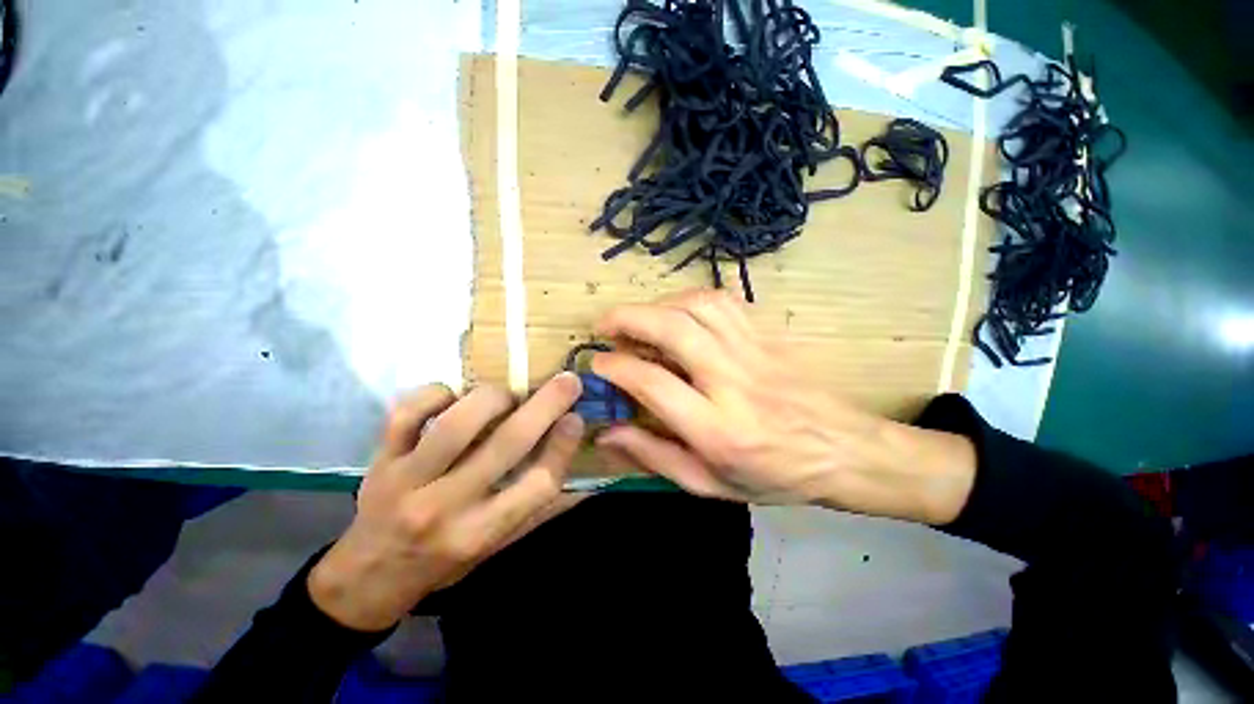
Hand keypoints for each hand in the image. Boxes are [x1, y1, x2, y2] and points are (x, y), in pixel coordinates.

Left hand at [308, 375, 585, 630]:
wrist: (369, 577)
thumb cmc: (444, 563)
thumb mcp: (497, 547)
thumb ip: (541, 511)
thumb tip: (587, 480)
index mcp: (481, 531)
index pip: (537, 484)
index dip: (563, 447)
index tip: (576, 419)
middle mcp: (446, 507)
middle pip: (507, 445)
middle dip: (545, 406)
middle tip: (568, 381)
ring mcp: (407, 481)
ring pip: (456, 424)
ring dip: (492, 398)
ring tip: (507, 395)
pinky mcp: (381, 460)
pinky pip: (406, 414)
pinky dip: (434, 393)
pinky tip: (452, 395)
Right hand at [591, 290, 974, 523]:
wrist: (843, 452)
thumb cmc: (772, 476)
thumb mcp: (707, 483)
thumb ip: (653, 455)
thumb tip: (607, 433)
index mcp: (717, 428)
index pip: (653, 383)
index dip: (617, 368)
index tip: (598, 364)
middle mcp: (733, 381)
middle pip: (673, 329)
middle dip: (629, 318)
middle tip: (605, 325)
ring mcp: (753, 351)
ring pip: (698, 306)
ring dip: (658, 304)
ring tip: (640, 319)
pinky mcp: (766, 336)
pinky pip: (724, 302)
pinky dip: (690, 299)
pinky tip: (678, 313)